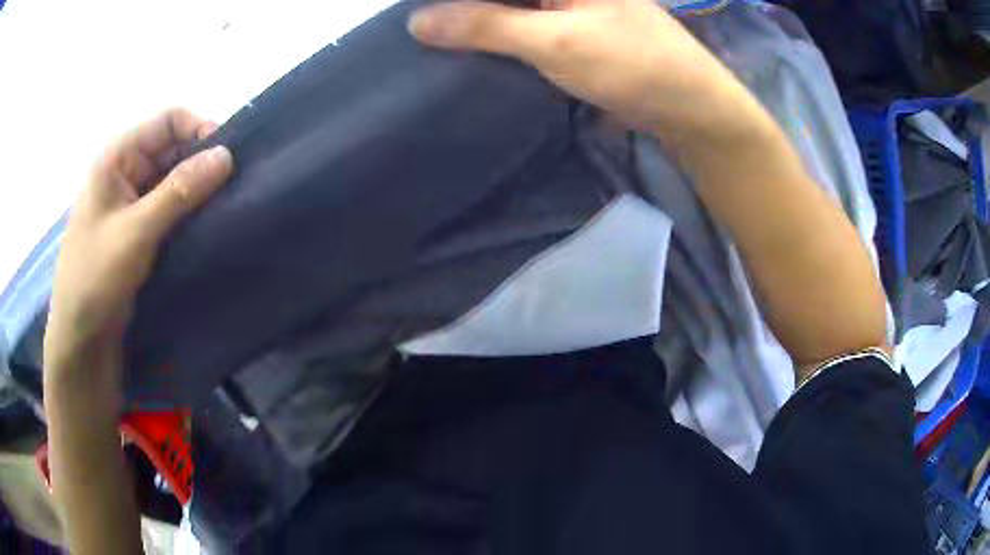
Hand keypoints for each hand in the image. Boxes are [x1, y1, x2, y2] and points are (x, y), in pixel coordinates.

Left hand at [43, 109, 232, 392]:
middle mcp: (126, 172)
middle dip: (201, 164)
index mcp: (118, 157)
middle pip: (172, 149)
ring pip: (172, 181)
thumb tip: (227, 155)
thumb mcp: (135, 232)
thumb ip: (179, 191)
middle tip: (232, 189)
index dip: (199, 131)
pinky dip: (187, 215)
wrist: (80, 340)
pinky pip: (168, 210)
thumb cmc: (95, 279)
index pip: (168, 121)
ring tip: (224, 210)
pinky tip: (205, 228)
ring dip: (196, 192)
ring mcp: (131, 203)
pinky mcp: (138, 231)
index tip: (228, 160)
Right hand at [408, 0, 757, 144]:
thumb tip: (417, 21)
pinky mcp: (568, 30)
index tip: (414, 11)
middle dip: (459, 9)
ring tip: (431, 41)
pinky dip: (496, 39)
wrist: (688, 107)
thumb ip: (486, 26)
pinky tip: (468, 51)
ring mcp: (565, 6)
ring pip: (507, 8)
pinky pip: (520, 26)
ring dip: (474, 23)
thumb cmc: (632, 63)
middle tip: (418, 31)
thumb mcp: (555, 40)